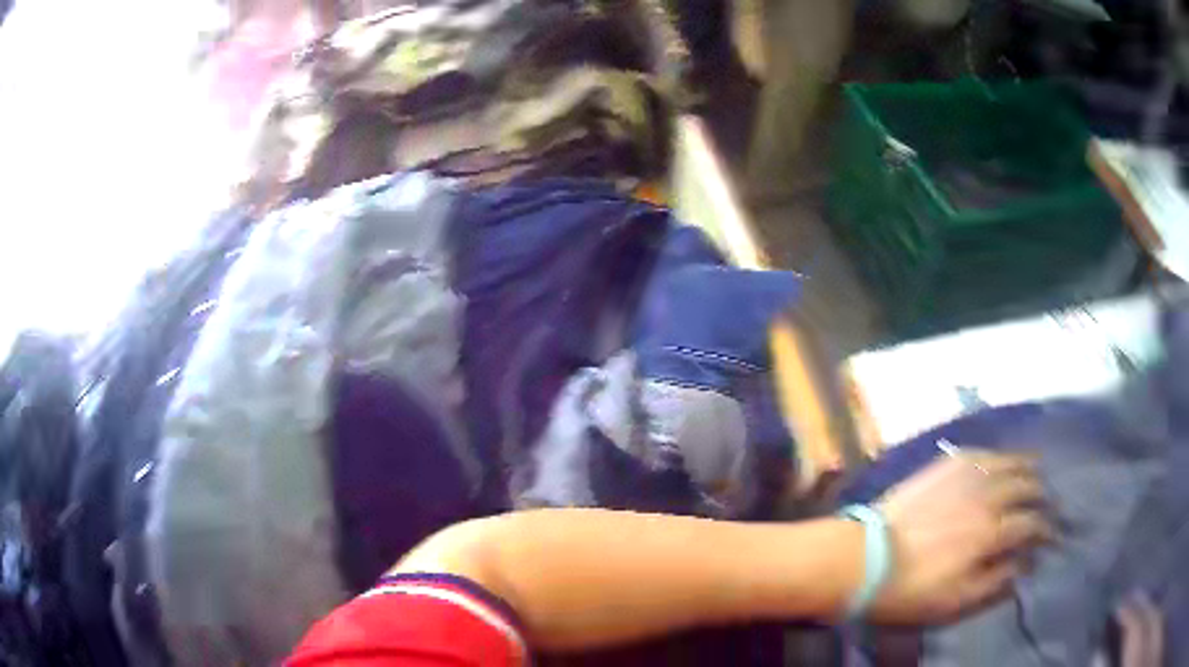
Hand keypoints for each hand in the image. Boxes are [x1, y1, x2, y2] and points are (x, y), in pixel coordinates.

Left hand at [868, 451, 1052, 623]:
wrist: (864, 558)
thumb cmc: (911, 588)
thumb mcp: (956, 600)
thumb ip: (995, 580)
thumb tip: (1023, 564)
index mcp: (991, 532)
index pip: (1031, 523)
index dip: (1046, 529)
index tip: (1052, 535)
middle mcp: (986, 496)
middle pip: (1026, 485)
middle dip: (1042, 494)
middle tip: (1048, 501)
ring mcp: (965, 476)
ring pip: (1007, 462)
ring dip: (1026, 466)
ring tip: (1037, 469)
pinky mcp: (944, 466)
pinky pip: (980, 453)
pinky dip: (997, 455)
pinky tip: (1001, 459)